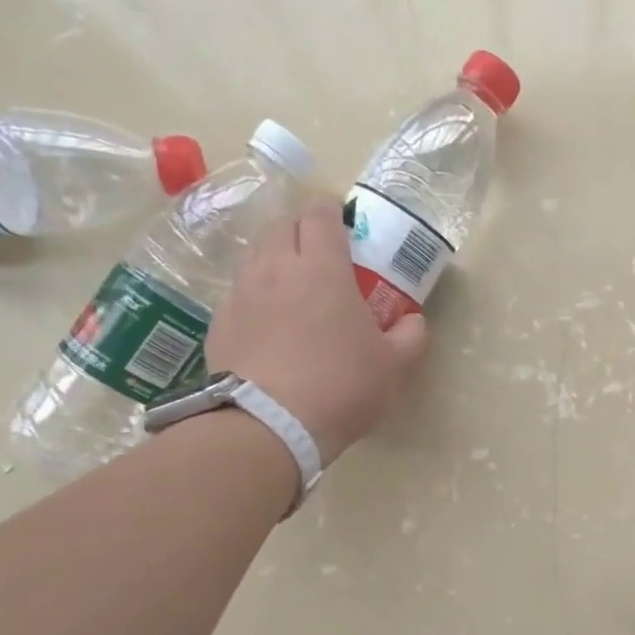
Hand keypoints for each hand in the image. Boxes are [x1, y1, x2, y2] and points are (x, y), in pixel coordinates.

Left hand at [204, 203, 428, 467]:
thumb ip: (410, 336)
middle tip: (321, 251)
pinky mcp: (219, 323)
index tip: (343, 219)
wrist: (269, 425)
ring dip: (276, 258)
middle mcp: (275, 269)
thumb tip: (414, 320)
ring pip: (255, 255)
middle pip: (282, 225)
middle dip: (302, 228)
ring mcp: (241, 294)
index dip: (332, 210)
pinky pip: (239, 293)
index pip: (320, 214)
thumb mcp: (393, 366)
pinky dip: (256, 295)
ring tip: (293, 284)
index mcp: (322, 268)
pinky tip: (269, 323)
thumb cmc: (341, 387)